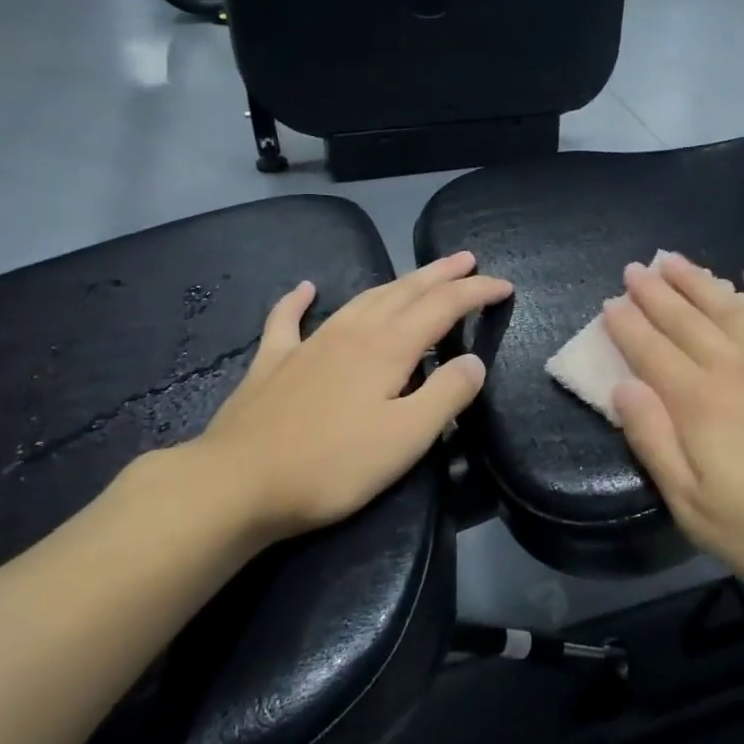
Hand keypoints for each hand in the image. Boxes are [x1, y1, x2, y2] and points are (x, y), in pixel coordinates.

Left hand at [126, 252, 511, 545]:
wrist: (237, 483)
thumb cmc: (332, 465)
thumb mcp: (406, 438)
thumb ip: (447, 395)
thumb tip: (473, 362)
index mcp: (388, 349)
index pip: (444, 307)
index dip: (477, 292)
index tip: (505, 286)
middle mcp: (353, 333)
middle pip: (405, 291)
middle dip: (441, 274)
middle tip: (467, 260)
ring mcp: (309, 344)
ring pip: (362, 299)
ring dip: (395, 282)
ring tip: (418, 274)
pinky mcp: (273, 363)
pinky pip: (287, 320)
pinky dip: (298, 300)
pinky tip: (304, 288)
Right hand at [602, 254, 743, 619]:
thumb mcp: (695, 510)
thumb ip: (654, 443)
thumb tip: (622, 387)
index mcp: (699, 405)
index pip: (650, 353)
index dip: (627, 326)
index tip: (609, 303)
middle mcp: (736, 369)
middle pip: (685, 321)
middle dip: (655, 293)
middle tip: (635, 269)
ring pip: (730, 307)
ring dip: (699, 281)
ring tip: (675, 260)